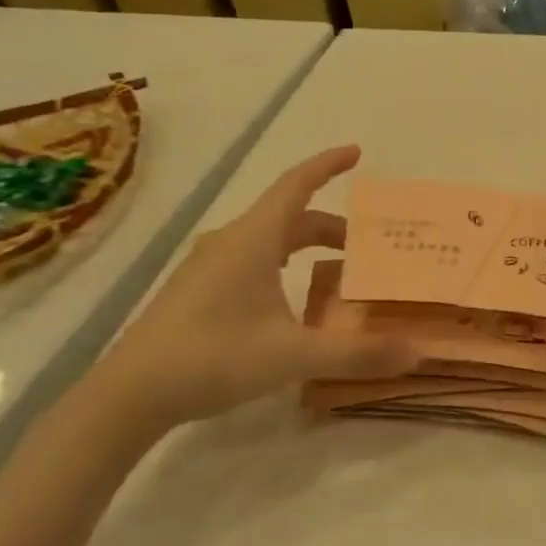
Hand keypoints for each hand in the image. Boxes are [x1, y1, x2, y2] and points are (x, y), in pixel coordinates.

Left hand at [79, 146, 415, 431]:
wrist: (129, 394)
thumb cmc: (213, 357)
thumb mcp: (293, 356)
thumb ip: (356, 354)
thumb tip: (416, 353)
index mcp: (254, 239)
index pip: (297, 184)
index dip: (328, 164)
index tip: (357, 151)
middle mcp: (231, 241)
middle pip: (289, 216)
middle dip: (331, 225)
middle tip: (367, 244)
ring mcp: (208, 266)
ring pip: (269, 239)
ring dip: (305, 245)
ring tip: (337, 271)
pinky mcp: (197, 290)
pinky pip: (251, 259)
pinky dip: (283, 264)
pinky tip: (290, 301)